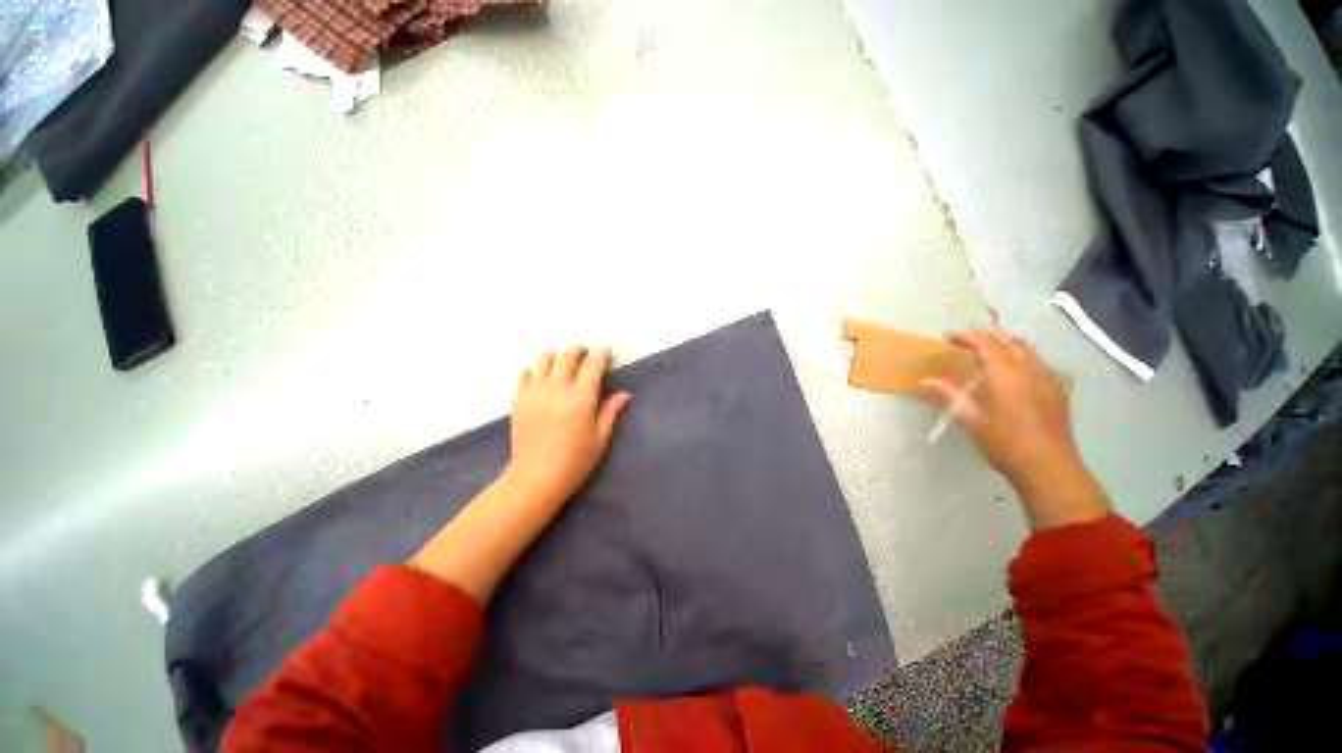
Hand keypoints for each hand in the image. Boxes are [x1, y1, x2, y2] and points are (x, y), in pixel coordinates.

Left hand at [504, 346, 631, 504]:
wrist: (535, 478)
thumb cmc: (575, 460)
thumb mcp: (600, 438)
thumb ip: (611, 411)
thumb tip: (625, 394)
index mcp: (581, 397)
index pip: (593, 363)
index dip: (601, 354)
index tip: (605, 353)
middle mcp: (557, 387)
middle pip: (568, 355)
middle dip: (579, 351)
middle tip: (586, 356)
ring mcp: (535, 391)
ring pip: (545, 358)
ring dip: (557, 357)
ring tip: (564, 364)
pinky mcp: (518, 398)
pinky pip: (525, 372)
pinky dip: (536, 369)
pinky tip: (542, 378)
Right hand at [921, 331, 1108, 530]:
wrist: (1049, 468)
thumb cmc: (1005, 444)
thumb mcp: (972, 421)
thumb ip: (949, 396)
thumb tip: (925, 381)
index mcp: (1006, 376)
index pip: (987, 344)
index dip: (968, 336)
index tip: (950, 337)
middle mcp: (1030, 371)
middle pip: (1010, 342)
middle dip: (988, 339)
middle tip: (967, 346)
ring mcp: (1048, 380)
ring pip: (1028, 351)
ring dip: (1007, 347)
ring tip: (990, 357)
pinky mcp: (1058, 392)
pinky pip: (1040, 364)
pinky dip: (1023, 360)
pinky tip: (1016, 376)